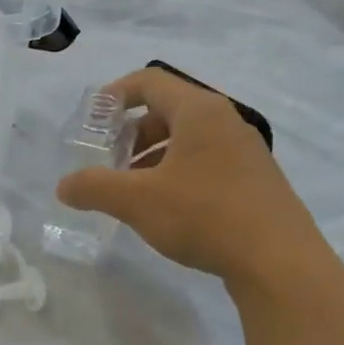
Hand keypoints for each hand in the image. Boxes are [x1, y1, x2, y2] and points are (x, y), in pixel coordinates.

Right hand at [56, 66, 328, 289]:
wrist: (279, 263)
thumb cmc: (204, 215)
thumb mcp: (135, 200)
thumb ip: (92, 187)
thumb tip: (64, 186)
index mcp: (199, 112)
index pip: (149, 82)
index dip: (114, 96)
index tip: (90, 122)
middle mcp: (225, 122)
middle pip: (166, 111)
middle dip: (129, 134)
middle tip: (106, 163)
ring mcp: (244, 152)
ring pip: (185, 140)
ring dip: (150, 158)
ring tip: (129, 191)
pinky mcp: (253, 181)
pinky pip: (203, 163)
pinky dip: (174, 174)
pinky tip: (164, 209)